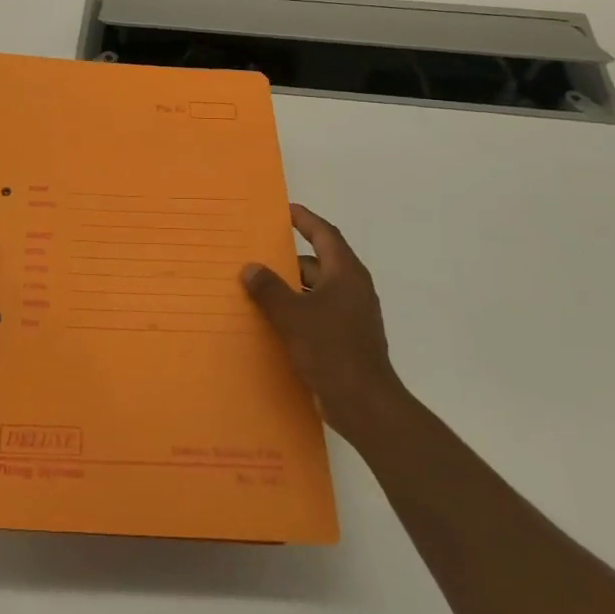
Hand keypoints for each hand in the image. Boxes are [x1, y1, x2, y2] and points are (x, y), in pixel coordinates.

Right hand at [242, 204, 403, 440]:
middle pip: (319, 263)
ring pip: (317, 290)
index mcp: (346, 274)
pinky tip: (273, 319)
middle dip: (289, 258)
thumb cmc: (331, 349)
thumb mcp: (292, 315)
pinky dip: (297, 310)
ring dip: (291, 287)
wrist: (363, 403)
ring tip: (258, 286)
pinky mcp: (346, 339)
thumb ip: (268, 289)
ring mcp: (352, 316)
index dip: (305, 220)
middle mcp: (352, 289)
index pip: (325, 234)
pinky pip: (318, 313)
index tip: (285, 210)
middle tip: (258, 252)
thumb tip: (251, 268)